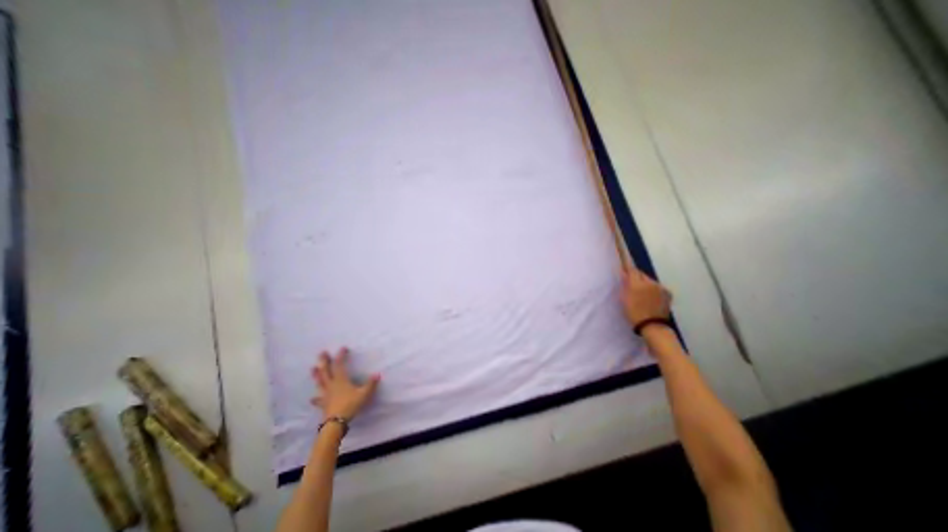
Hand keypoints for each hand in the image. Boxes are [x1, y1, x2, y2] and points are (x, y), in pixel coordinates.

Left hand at [310, 349, 379, 418]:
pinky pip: (318, 400)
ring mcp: (326, 394)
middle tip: (322, 353)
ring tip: (312, 368)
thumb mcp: (364, 394)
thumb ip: (371, 384)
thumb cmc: (350, 405)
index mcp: (341, 380)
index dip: (341, 356)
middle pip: (326, 371)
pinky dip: (315, 398)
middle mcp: (331, 385)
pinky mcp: (323, 404)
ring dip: (316, 375)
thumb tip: (377, 374)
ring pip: (320, 382)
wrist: (336, 422)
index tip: (343, 348)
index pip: (339, 365)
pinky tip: (312, 398)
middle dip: (324, 361)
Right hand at [624, 267, 672, 325]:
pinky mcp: (668, 293)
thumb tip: (624, 273)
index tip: (624, 266)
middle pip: (641, 274)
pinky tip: (650, 298)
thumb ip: (625, 284)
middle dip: (636, 277)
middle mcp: (651, 282)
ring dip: (645, 284)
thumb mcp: (624, 299)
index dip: (628, 267)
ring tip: (641, 294)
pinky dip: (653, 290)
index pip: (632, 269)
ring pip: (649, 281)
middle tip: (630, 285)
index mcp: (638, 283)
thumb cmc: (634, 313)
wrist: (653, 326)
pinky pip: (657, 287)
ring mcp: (661, 287)